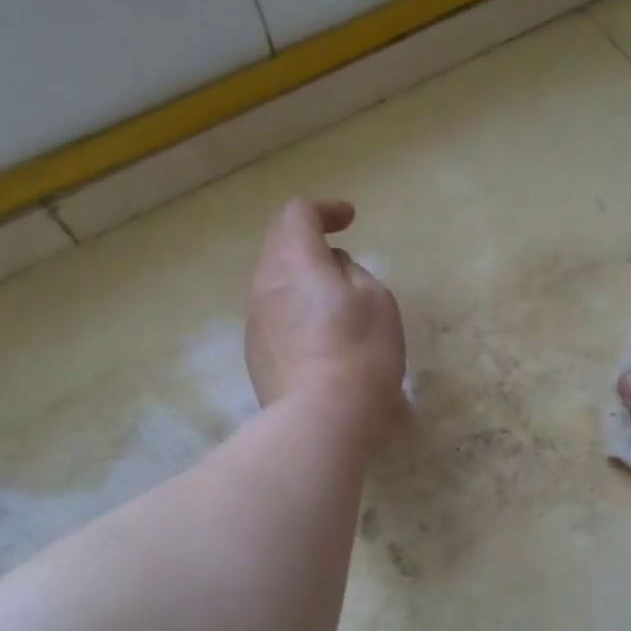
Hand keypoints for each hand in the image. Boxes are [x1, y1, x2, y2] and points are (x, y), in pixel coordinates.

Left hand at [246, 199, 405, 443]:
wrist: (321, 420)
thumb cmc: (360, 353)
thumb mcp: (376, 300)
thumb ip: (352, 273)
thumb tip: (332, 270)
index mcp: (294, 261)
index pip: (297, 214)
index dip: (324, 210)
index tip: (350, 220)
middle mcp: (264, 284)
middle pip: (278, 245)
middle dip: (308, 242)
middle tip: (340, 258)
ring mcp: (254, 322)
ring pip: (273, 283)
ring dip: (300, 280)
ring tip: (332, 301)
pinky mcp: (255, 355)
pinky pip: (273, 316)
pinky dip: (294, 310)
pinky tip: (319, 337)